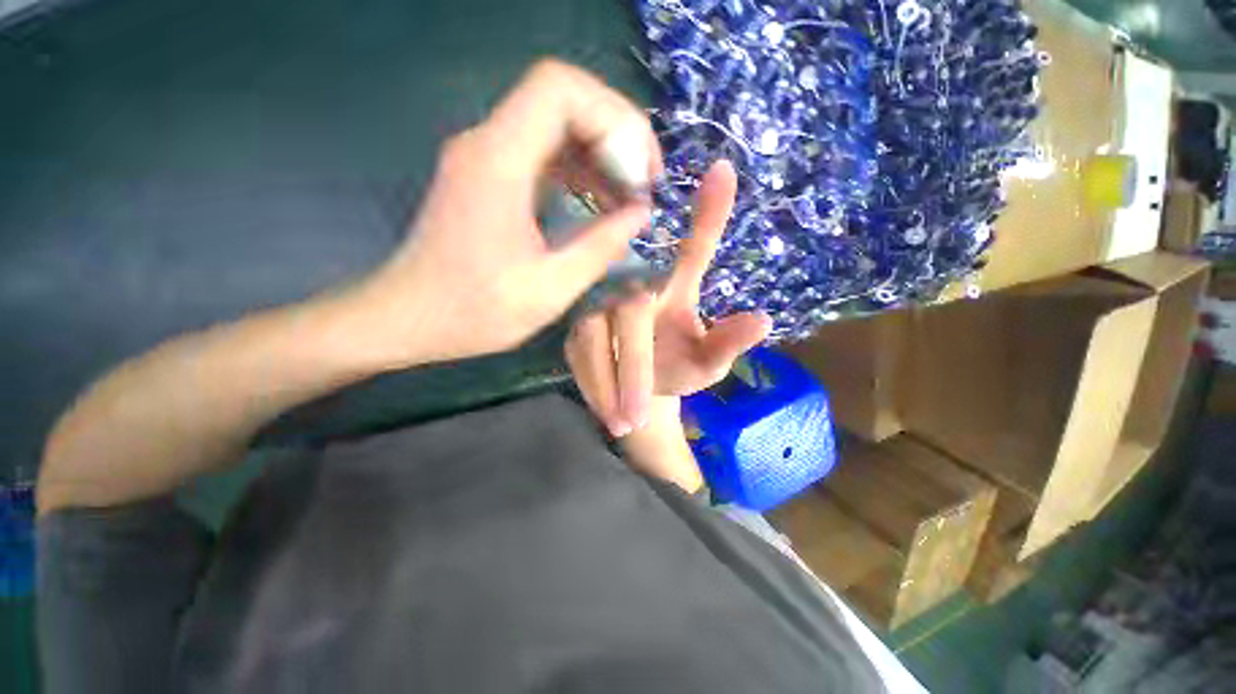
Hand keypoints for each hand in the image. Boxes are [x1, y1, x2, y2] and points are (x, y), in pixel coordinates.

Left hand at [344, 60, 660, 367]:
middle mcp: (487, 144)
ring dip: (599, 154)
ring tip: (628, 198)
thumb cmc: (475, 311)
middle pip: (562, 101)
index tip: (643, 168)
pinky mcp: (488, 177)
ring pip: (555, 126)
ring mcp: (485, 158)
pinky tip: (598, 203)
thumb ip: (601, 247)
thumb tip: (641, 213)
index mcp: (499, 162)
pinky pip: (543, 154)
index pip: (560, 89)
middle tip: (644, 184)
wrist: (409, 318)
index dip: (614, 117)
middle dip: (615, 135)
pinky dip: (578, 171)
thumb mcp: (550, 288)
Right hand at [566, 160, 771, 436]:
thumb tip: (763, 320)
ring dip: (608, 385)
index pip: (694, 246)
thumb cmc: (678, 370)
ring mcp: (601, 301)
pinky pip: (579, 353)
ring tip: (621, 425)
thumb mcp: (707, 363)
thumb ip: (728, 344)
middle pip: (630, 313)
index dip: (709, 212)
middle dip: (632, 369)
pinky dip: (591, 384)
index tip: (724, 171)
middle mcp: (636, 284)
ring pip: (596, 339)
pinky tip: (600, 409)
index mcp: (675, 286)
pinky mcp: (575, 323)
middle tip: (636, 417)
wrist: (637, 394)